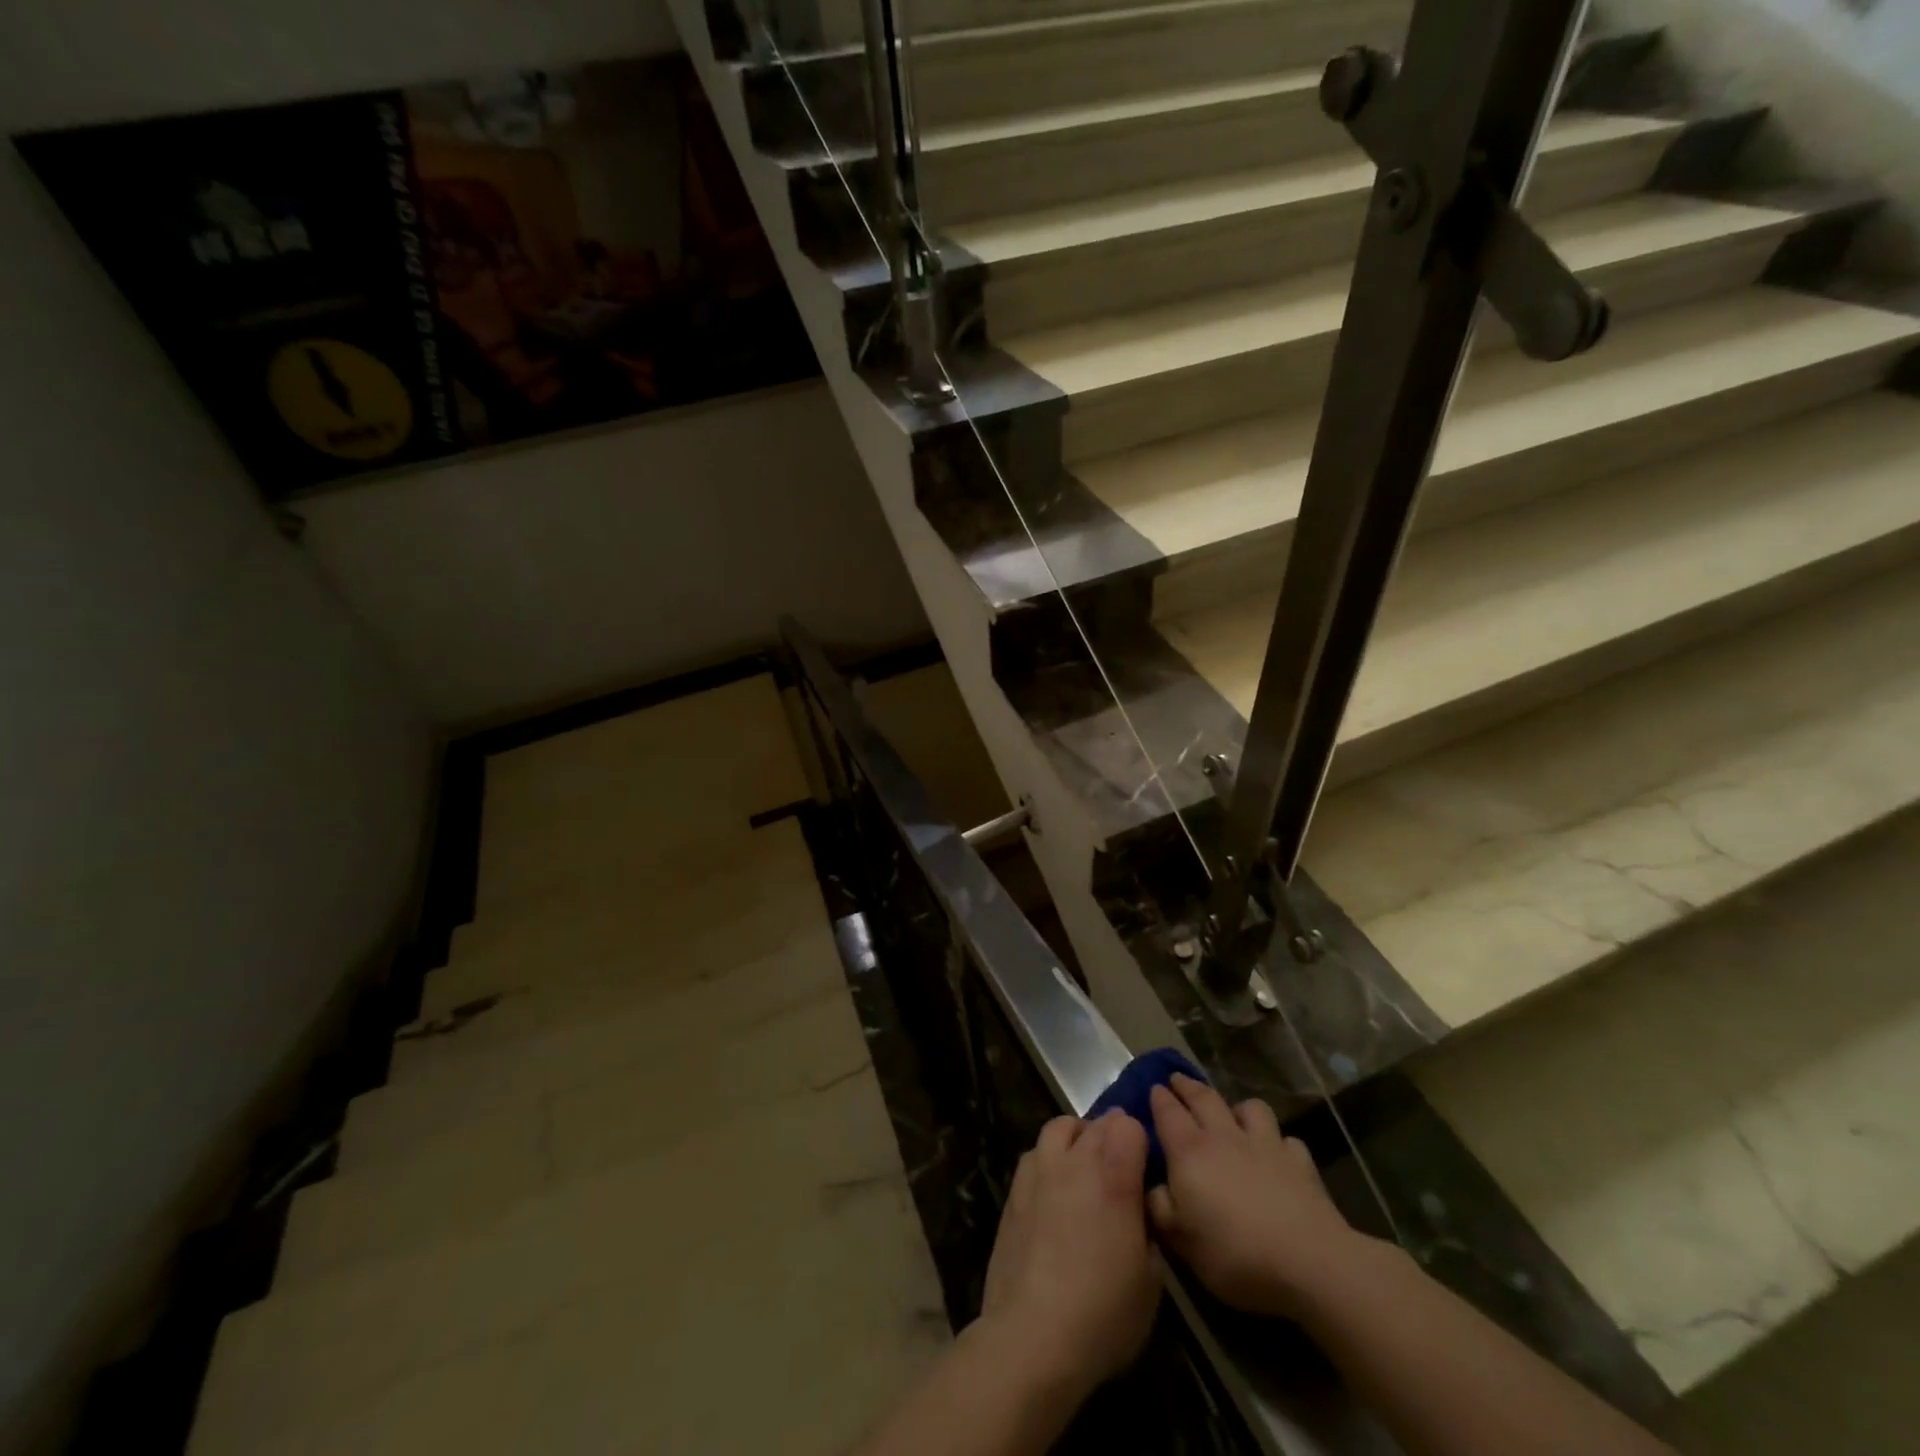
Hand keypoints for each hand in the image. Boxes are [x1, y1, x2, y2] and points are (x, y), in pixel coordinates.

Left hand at [978, 1111, 1161, 1398]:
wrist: (1032, 1335)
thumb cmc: (1103, 1314)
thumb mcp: (1150, 1281)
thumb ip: (1146, 1230)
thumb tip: (1136, 1213)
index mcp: (1114, 1177)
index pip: (1129, 1125)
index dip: (1140, 1141)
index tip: (1144, 1167)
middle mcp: (1076, 1161)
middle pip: (1097, 1123)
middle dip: (1112, 1136)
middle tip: (1120, 1167)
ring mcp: (1039, 1171)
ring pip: (1060, 1127)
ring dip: (1077, 1137)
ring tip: (1084, 1166)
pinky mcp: (1014, 1189)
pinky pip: (1035, 1153)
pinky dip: (1049, 1158)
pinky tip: (1053, 1188)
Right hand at [1148, 1074, 1361, 1319]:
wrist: (1309, 1262)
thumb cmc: (1235, 1254)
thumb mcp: (1182, 1241)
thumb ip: (1159, 1207)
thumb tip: (1151, 1186)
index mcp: (1190, 1151)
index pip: (1167, 1111)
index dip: (1158, 1097)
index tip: (1153, 1088)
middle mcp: (1225, 1136)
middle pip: (1203, 1097)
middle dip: (1187, 1086)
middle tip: (1177, 1079)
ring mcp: (1265, 1144)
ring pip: (1249, 1107)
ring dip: (1237, 1107)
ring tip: (1233, 1116)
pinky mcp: (1300, 1162)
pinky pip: (1286, 1140)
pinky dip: (1278, 1142)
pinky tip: (1277, 1155)